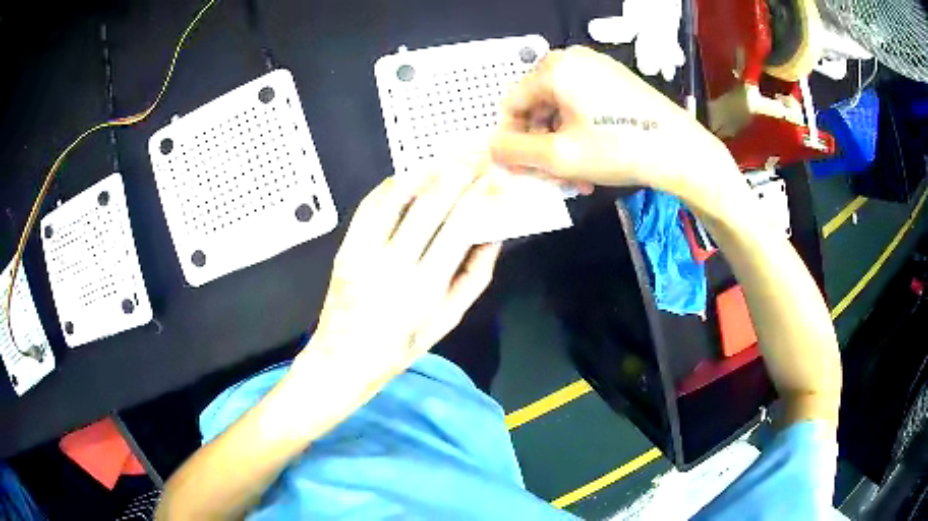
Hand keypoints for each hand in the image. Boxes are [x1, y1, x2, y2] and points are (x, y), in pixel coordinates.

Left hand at [293, 164, 500, 399]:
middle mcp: (395, 265)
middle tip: (477, 154)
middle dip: (459, 172)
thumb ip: (474, 275)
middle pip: (431, 204)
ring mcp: (364, 253)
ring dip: (425, 171)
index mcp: (427, 288)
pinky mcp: (345, 247)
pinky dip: (392, 185)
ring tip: (448, 157)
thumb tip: (493, 233)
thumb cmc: (402, 347)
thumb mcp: (449, 320)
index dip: (482, 196)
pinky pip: (370, 206)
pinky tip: (411, 176)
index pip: (461, 226)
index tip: (496, 178)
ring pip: (396, 197)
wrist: (343, 359)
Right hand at [490, 46, 728, 195]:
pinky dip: (580, 130)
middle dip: (540, 143)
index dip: (511, 139)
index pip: (511, 103)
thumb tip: (492, 146)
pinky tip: (592, 155)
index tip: (524, 168)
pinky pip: (582, 103)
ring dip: (560, 141)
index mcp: (553, 69)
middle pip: (536, 104)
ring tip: (576, 173)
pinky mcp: (615, 79)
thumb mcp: (559, 157)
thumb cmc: (619, 149)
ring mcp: (597, 67)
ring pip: (560, 107)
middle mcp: (572, 59)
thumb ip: (515, 152)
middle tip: (553, 175)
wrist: (682, 151)